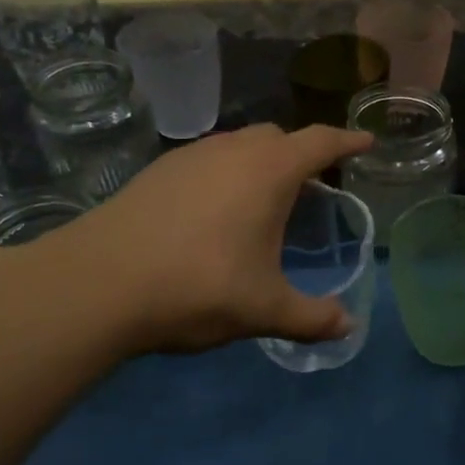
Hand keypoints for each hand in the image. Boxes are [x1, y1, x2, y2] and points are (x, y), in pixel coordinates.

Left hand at [16, 124, 372, 357]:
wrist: (98, 284)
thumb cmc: (198, 287)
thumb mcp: (264, 309)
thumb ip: (312, 318)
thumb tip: (349, 327)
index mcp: (268, 172)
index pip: (320, 142)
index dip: (347, 141)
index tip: (366, 142)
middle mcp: (231, 151)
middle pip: (277, 137)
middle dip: (300, 153)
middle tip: (312, 184)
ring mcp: (189, 157)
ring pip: (237, 145)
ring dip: (258, 162)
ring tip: (262, 199)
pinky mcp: (156, 172)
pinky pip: (206, 160)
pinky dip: (224, 174)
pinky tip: (213, 212)